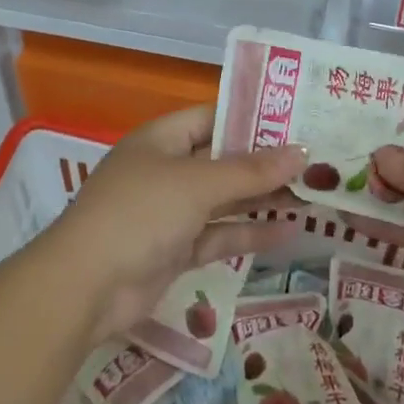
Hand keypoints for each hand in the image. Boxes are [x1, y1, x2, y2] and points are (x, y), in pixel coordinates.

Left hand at [49, 106, 305, 346]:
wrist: (86, 287)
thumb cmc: (141, 213)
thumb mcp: (198, 184)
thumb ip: (251, 171)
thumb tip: (301, 153)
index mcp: (162, 139)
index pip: (214, 116)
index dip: (254, 118)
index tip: (298, 121)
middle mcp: (166, 169)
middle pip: (223, 159)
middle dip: (266, 162)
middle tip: (317, 161)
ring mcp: (170, 211)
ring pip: (224, 199)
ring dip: (263, 199)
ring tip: (313, 196)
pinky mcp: (175, 249)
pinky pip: (219, 234)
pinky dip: (249, 232)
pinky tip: (289, 232)